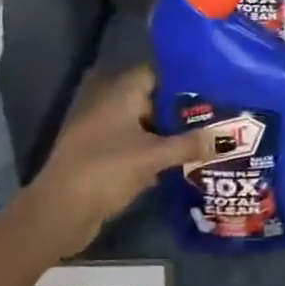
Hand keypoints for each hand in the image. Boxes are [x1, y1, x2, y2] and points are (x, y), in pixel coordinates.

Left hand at [21, 65, 214, 257]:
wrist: (59, 213)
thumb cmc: (105, 171)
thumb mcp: (154, 156)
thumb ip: (190, 144)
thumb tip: (225, 137)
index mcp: (120, 94)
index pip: (156, 72)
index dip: (183, 75)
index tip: (213, 82)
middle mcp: (111, 107)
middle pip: (153, 99)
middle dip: (183, 106)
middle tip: (218, 110)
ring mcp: (105, 133)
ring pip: (147, 125)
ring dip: (171, 131)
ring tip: (208, 134)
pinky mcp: (104, 158)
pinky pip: (138, 146)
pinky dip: (158, 150)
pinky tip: (184, 159)